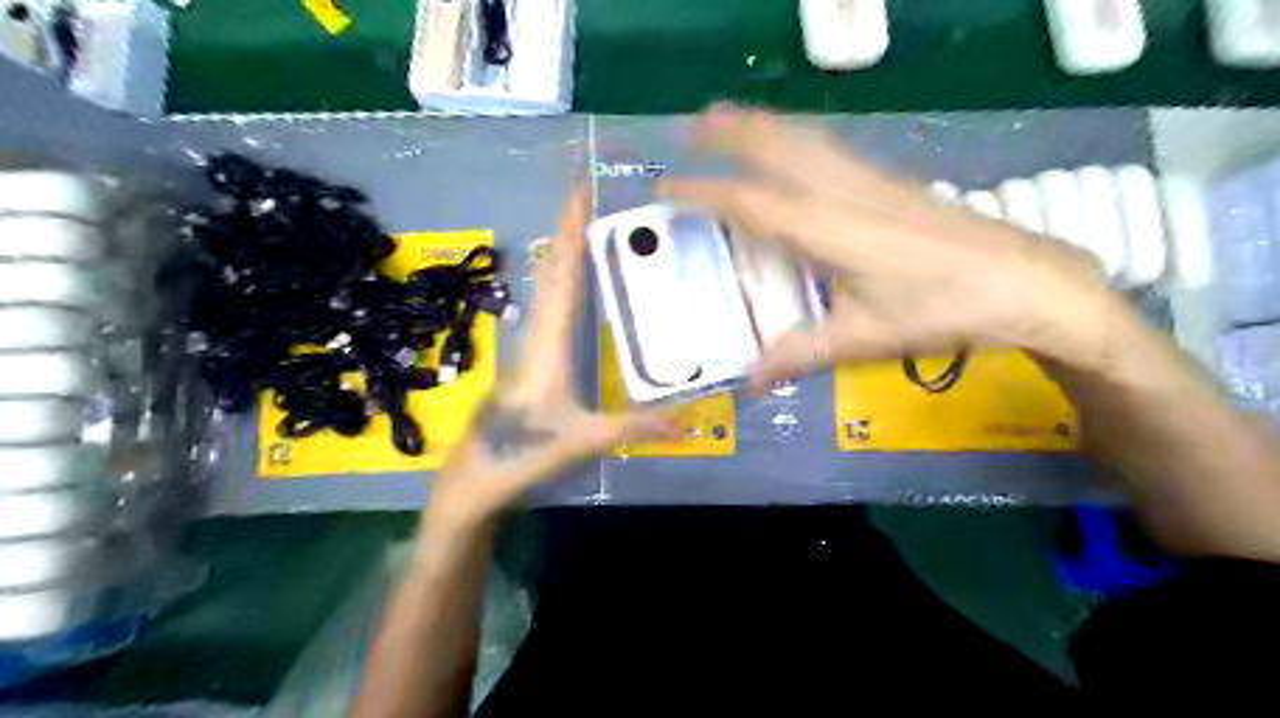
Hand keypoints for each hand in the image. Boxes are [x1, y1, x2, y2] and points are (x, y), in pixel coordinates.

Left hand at [427, 189, 669, 523]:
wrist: (474, 481)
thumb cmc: (524, 455)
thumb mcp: (584, 441)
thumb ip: (636, 428)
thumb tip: (691, 423)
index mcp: (548, 345)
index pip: (563, 279)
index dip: (570, 236)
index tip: (578, 194)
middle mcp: (535, 337)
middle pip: (551, 274)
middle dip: (565, 232)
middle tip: (581, 194)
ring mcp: (528, 350)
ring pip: (545, 291)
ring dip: (560, 255)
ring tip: (579, 227)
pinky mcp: (527, 364)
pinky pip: (546, 311)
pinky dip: (559, 285)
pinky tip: (568, 287)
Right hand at [666, 104, 1122, 391]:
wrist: (1025, 280)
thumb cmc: (941, 310)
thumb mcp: (864, 339)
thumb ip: (800, 354)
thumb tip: (750, 379)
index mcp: (825, 229)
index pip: (748, 202)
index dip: (702, 192)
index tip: (666, 186)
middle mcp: (840, 191)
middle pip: (773, 145)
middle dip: (727, 131)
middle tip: (688, 128)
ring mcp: (867, 178)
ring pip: (801, 136)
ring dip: (758, 125)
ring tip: (726, 120)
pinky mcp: (888, 180)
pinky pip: (825, 144)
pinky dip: (791, 136)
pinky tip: (789, 146)